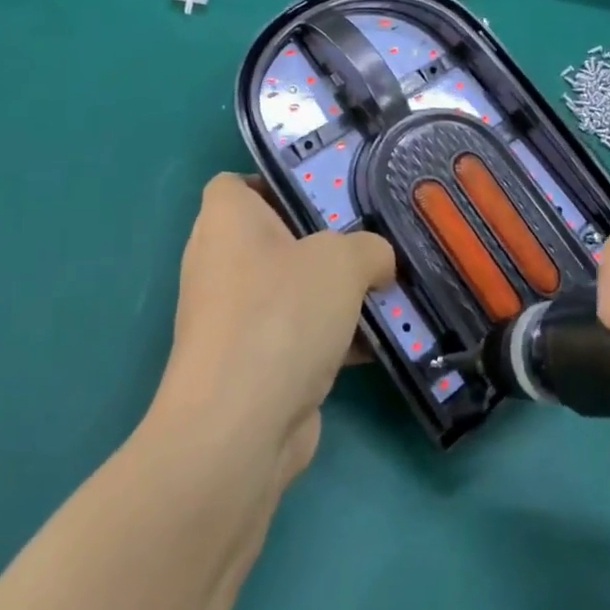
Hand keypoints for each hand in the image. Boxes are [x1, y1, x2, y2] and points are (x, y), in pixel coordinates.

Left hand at [155, 175, 393, 482]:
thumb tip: (378, 262)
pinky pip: (298, 333)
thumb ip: (370, 247)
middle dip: (327, 241)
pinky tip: (379, 341)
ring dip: (336, 293)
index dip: (279, 181)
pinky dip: (332, 336)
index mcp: (226, 222)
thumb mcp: (343, 260)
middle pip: (277, 237)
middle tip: (373, 241)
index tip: (329, 194)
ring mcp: (234, 318)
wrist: (241, 428)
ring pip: (293, 289)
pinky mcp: (252, 363)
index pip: (238, 183)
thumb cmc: (282, 316)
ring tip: (388, 290)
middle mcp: (221, 264)